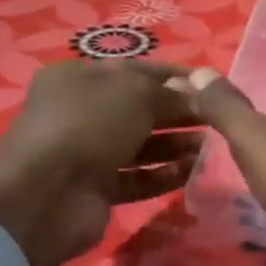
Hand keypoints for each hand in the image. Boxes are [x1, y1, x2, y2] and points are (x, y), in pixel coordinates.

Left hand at [0, 61, 200, 265]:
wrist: (46, 194)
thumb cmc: (89, 125)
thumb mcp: (136, 94)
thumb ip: (172, 93)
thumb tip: (199, 94)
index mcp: (81, 78)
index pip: (139, 70)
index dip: (178, 77)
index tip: (215, 86)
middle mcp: (82, 112)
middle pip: (143, 109)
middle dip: (181, 113)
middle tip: (219, 119)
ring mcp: (88, 152)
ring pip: (143, 145)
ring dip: (177, 145)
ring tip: (211, 147)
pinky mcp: (98, 188)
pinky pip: (139, 177)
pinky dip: (165, 174)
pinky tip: (193, 171)